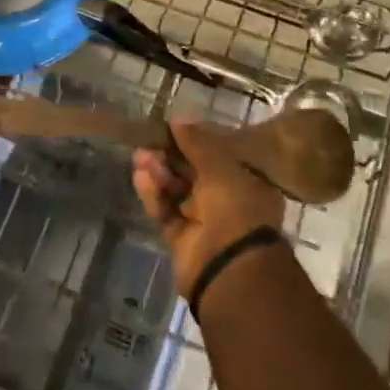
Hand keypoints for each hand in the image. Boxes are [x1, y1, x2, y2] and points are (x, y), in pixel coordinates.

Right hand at [132, 119, 286, 298]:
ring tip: (140, 156)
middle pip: (196, 173)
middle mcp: (229, 202)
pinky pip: (167, 212)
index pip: (221, 156)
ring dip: (160, 173)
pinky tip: (140, 177)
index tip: (175, 127)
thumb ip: (198, 143)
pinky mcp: (183, 240)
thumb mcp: (221, 167)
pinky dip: (154, 195)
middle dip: (172, 156)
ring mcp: (206, 223)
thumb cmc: (237, 209)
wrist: (229, 270)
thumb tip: (178, 118)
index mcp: (249, 183)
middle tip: (150, 140)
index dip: (198, 141)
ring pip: (178, 191)